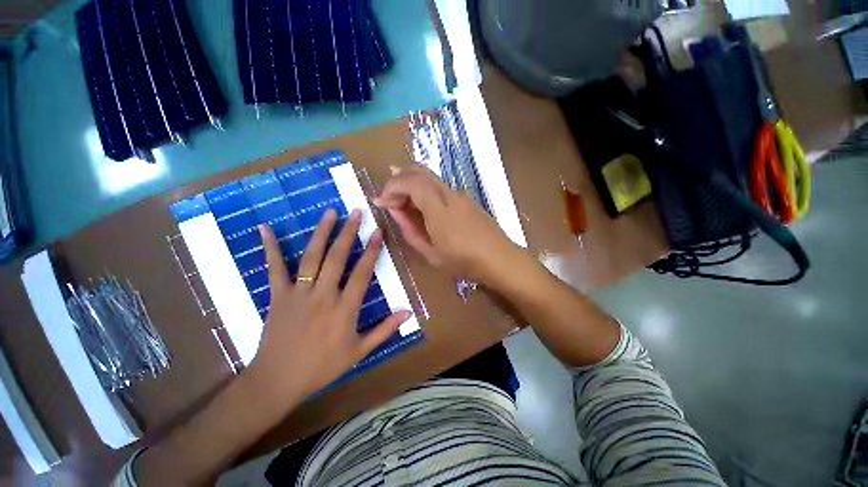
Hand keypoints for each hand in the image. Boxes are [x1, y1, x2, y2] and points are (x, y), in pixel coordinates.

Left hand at [246, 209, 411, 404]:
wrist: (278, 381)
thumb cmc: (322, 367)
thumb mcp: (359, 351)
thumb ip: (384, 329)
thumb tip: (408, 312)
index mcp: (344, 309)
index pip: (362, 273)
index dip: (371, 251)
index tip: (378, 232)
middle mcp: (323, 295)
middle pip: (337, 258)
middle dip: (349, 233)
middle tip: (356, 212)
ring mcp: (299, 293)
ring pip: (312, 257)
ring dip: (322, 233)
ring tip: (330, 212)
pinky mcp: (278, 296)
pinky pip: (274, 268)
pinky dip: (270, 248)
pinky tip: (266, 229)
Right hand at [373, 167, 526, 286]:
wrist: (500, 259)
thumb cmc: (463, 261)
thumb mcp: (430, 252)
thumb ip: (410, 229)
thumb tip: (395, 209)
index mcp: (438, 209)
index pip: (410, 182)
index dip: (391, 187)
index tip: (380, 201)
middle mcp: (449, 194)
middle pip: (419, 172)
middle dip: (398, 180)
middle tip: (388, 197)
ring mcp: (460, 194)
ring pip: (430, 178)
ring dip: (412, 185)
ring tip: (401, 204)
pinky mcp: (466, 199)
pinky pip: (440, 187)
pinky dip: (424, 191)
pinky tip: (422, 207)